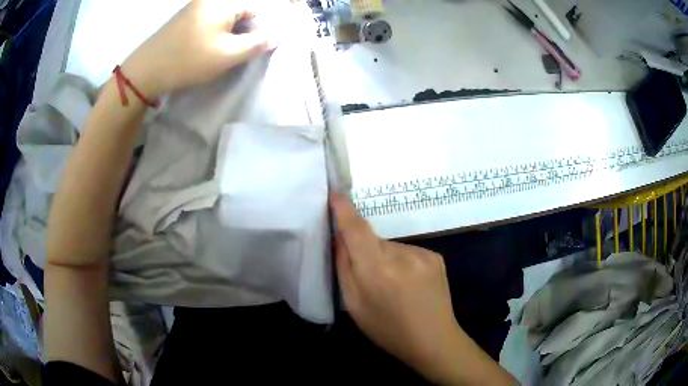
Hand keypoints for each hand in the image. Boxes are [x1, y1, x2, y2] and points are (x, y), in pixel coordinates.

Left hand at [121, 0, 274, 98]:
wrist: (144, 72)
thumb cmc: (188, 60)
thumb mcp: (227, 55)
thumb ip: (256, 44)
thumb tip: (276, 36)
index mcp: (222, 2)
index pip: (254, 9)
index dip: (257, 29)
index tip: (250, 49)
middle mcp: (208, 0)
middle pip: (238, 12)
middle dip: (242, 31)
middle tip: (235, 53)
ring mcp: (193, 8)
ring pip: (222, 18)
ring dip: (227, 34)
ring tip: (219, 53)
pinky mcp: (183, 19)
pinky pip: (207, 22)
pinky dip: (212, 34)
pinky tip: (205, 49)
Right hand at [331, 194, 461, 380]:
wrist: (434, 340)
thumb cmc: (388, 329)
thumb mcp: (355, 305)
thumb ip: (344, 268)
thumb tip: (339, 238)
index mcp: (377, 270)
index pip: (356, 230)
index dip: (344, 210)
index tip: (334, 193)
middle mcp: (402, 255)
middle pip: (373, 240)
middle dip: (365, 251)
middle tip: (368, 278)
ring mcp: (423, 253)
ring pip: (391, 247)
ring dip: (385, 259)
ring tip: (393, 286)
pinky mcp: (435, 256)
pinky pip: (408, 252)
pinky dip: (402, 262)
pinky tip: (409, 284)